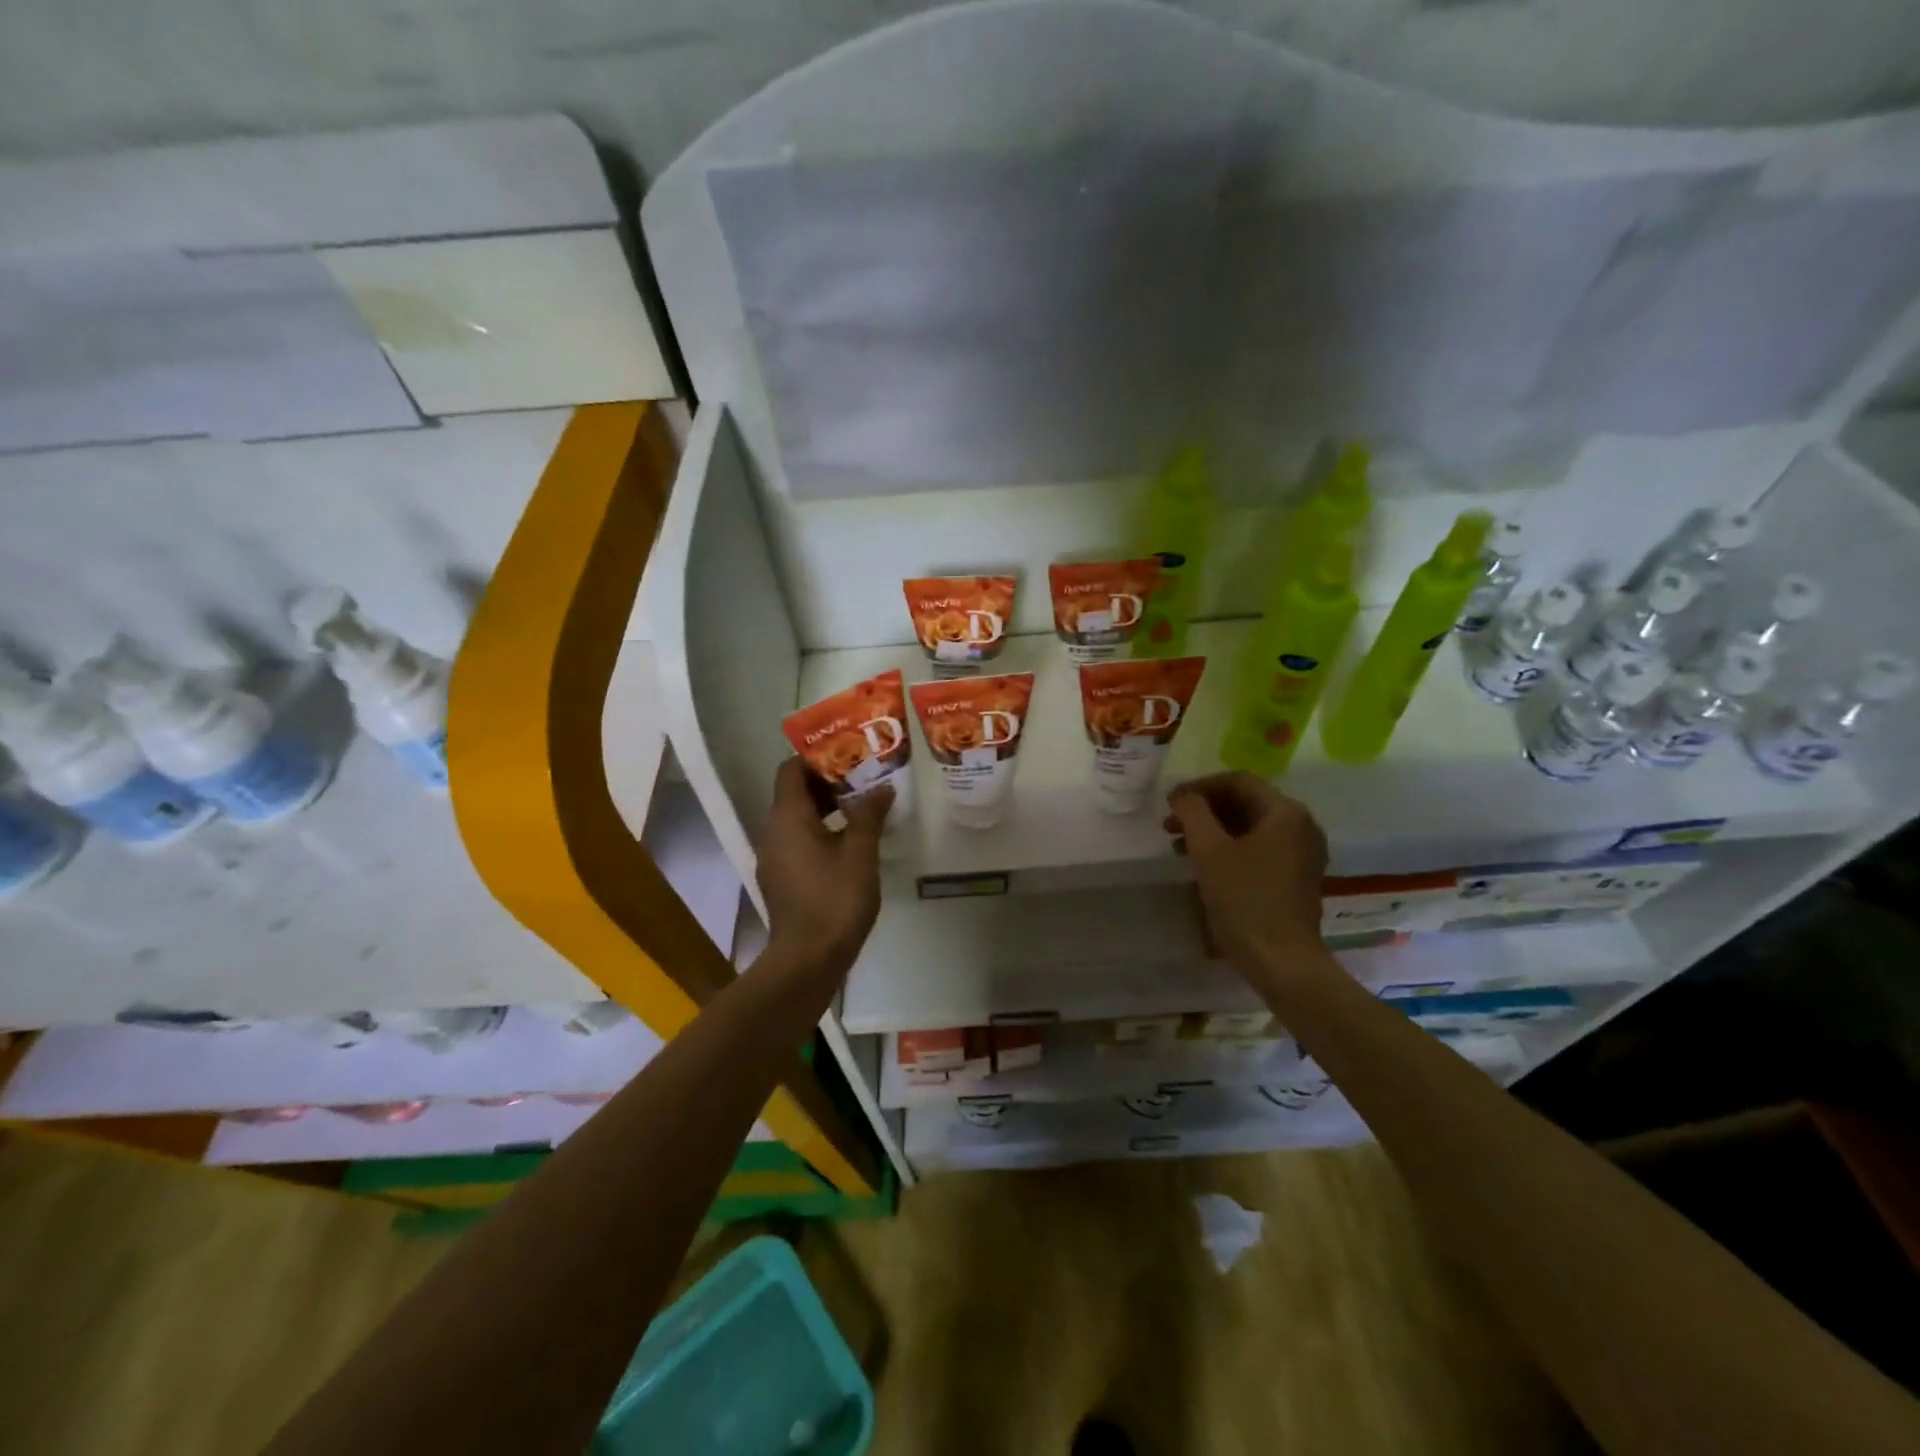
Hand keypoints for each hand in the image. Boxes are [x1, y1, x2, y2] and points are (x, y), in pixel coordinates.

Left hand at [754, 758, 889, 979]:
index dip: (816, 757)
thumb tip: (882, 789)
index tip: (848, 754)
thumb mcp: (860, 853)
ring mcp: (773, 857)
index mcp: (787, 817)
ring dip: (826, 808)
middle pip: (794, 793)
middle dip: (827, 782)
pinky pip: (797, 840)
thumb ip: (869, 815)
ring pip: (796, 818)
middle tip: (863, 777)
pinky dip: (819, 831)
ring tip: (862, 806)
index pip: (791, 770)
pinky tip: (849, 842)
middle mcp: (772, 831)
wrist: (807, 959)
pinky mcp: (780, 878)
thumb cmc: (835, 899)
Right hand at [1165, 772, 1328, 981]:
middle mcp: (1301, 826)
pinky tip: (1204, 865)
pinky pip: (1259, 849)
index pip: (1238, 781)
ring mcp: (1302, 853)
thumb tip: (1182, 795)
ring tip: (1179, 846)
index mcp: (1286, 813)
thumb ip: (1192, 812)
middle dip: (1204, 810)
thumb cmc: (1244, 900)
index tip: (1170, 802)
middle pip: (1245, 802)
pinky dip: (1229, 849)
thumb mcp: (1209, 850)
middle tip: (1170, 825)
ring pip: (1250, 827)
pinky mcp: (1296, 877)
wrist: (1281, 961)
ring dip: (1213, 830)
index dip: (1199, 787)